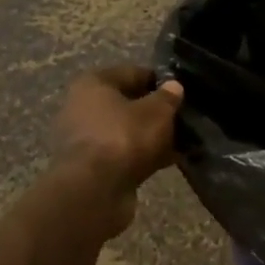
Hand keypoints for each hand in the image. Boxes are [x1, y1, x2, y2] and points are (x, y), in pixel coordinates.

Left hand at [48, 65, 184, 236]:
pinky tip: (169, 160)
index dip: (159, 81)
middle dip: (154, 111)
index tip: (181, 92)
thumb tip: (174, 87)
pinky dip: (143, 156)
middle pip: (127, 103)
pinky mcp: (90, 167)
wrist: (93, 191)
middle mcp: (82, 107)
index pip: (133, 73)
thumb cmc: (124, 137)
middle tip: (182, 118)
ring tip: (181, 141)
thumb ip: (168, 97)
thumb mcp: (157, 111)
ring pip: (126, 131)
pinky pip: (123, 154)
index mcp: (93, 84)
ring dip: (150, 136)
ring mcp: (85, 139)